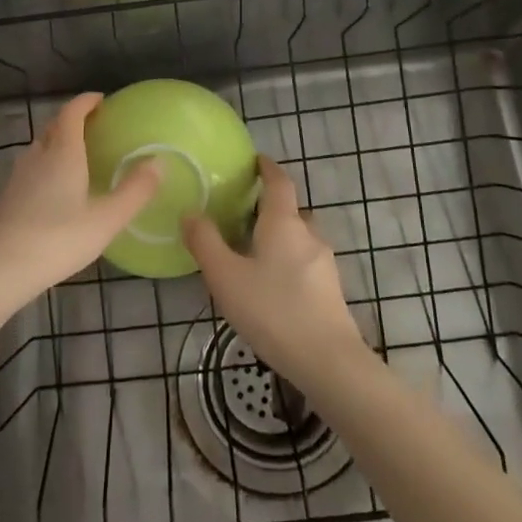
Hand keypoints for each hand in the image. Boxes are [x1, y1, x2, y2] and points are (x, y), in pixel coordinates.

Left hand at [0, 93, 161, 302]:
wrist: (0, 269)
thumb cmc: (58, 240)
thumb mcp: (106, 220)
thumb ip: (135, 191)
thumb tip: (159, 162)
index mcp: (63, 153)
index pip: (72, 112)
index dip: (86, 102)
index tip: (102, 100)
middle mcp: (38, 156)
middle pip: (55, 127)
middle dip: (74, 120)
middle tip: (95, 127)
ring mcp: (19, 176)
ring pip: (41, 148)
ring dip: (59, 143)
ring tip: (79, 156)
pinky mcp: (8, 196)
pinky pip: (32, 168)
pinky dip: (48, 165)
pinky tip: (57, 190)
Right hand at [183, 155, 367, 382]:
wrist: (328, 360)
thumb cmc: (273, 310)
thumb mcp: (226, 277)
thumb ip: (205, 243)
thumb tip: (190, 212)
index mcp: (284, 223)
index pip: (279, 182)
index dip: (267, 168)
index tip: (256, 160)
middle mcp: (308, 234)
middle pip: (290, 210)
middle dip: (269, 207)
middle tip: (241, 214)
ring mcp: (324, 263)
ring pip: (299, 238)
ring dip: (279, 237)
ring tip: (252, 253)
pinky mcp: (331, 290)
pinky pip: (305, 262)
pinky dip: (288, 261)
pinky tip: (272, 286)